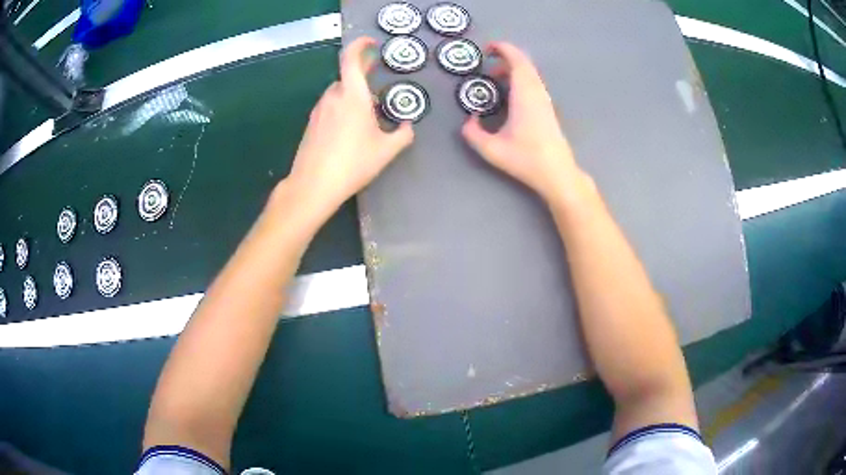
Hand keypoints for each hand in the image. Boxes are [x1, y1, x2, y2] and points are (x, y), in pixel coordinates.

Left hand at [287, 37, 413, 212]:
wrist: (313, 186)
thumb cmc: (352, 163)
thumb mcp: (386, 151)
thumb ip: (402, 135)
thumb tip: (408, 126)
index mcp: (352, 96)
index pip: (351, 58)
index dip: (360, 45)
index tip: (371, 43)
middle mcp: (333, 97)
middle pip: (346, 77)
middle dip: (362, 75)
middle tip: (376, 79)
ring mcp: (319, 111)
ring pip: (337, 93)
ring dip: (351, 94)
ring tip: (365, 111)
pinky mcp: (311, 124)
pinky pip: (329, 107)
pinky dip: (341, 108)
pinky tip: (348, 129)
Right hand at [462, 42, 585, 202]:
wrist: (557, 173)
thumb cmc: (526, 159)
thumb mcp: (491, 149)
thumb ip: (472, 133)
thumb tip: (469, 119)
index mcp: (525, 95)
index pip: (517, 61)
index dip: (503, 49)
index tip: (487, 49)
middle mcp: (537, 92)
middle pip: (524, 64)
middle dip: (505, 59)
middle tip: (487, 67)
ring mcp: (545, 100)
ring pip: (530, 74)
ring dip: (513, 71)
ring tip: (495, 81)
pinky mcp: (548, 109)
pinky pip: (533, 84)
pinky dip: (520, 80)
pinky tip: (509, 96)